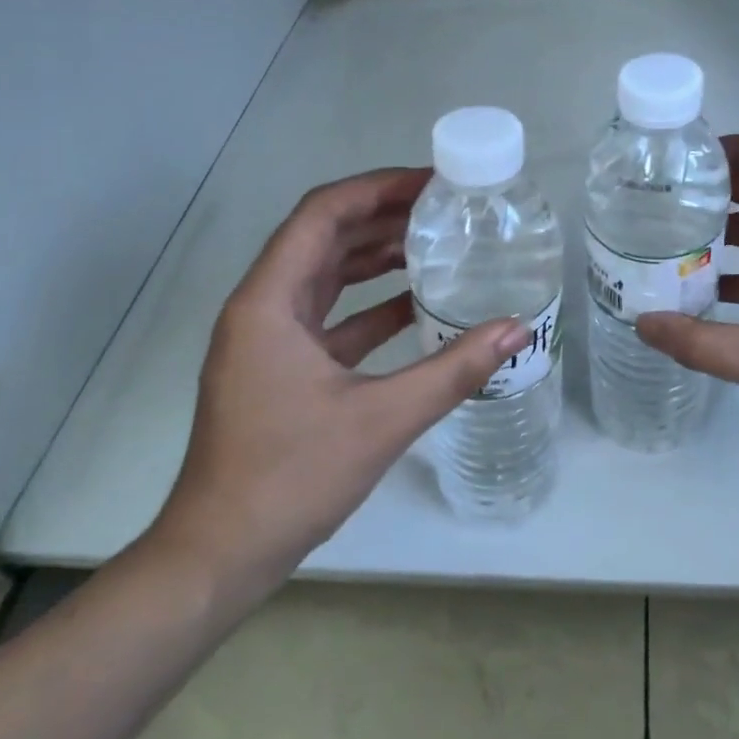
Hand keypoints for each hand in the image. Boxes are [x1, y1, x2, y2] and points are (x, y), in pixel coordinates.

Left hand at [143, 168, 529, 613]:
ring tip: (434, 243)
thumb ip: (453, 370)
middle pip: (323, 238)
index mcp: (270, 302)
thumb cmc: (290, 478)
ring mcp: (268, 340)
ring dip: (374, 257)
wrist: (220, 555)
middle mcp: (262, 308)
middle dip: (382, 216)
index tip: (430, 183)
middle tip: (443, 208)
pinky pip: (328, 316)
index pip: (322, 215)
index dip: (376, 188)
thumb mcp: (381, 420)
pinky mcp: (280, 368)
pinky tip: (414, 305)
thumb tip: (518, 330)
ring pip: (325, 276)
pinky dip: (368, 304)